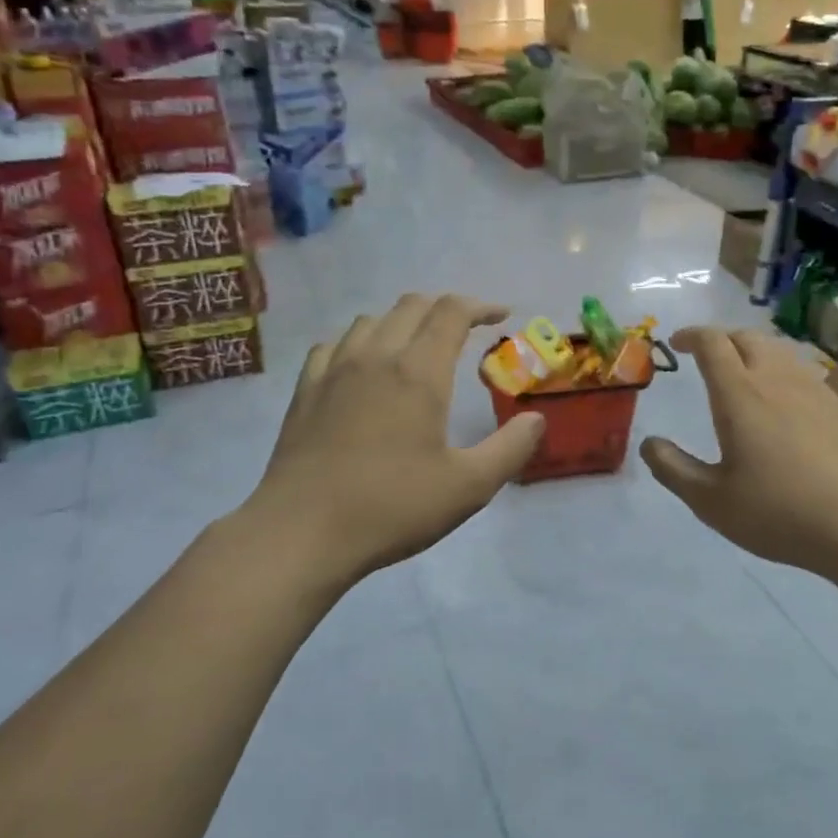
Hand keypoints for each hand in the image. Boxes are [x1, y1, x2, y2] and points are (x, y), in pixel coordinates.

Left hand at [244, 293, 544, 592]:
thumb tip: (536, 419)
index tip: (501, 316)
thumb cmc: (392, 507)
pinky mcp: (305, 391)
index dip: (481, 306)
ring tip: (417, 347)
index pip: (451, 312)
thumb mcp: (468, 487)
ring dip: (402, 322)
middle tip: (466, 330)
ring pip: (371, 320)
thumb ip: (510, 449)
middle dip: (445, 308)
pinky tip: (362, 367)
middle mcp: (375, 356)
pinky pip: (334, 345)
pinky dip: (359, 342)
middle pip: (412, 305)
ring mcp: (333, 370)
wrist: (301, 532)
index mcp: (418, 372)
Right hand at [641, 327, 837, 576]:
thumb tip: (649, 443)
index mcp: (739, 393)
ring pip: (778, 350)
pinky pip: (802, 371)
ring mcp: (813, 389)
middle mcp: (776, 378)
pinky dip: (780, 371)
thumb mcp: (710, 500)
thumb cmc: (778, 512)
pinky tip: (782, 402)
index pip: (712, 342)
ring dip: (752, 351)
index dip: (691, 335)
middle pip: (746, 336)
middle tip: (706, 357)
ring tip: (742, 374)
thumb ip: (673, 468)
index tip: (677, 343)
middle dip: (721, 339)